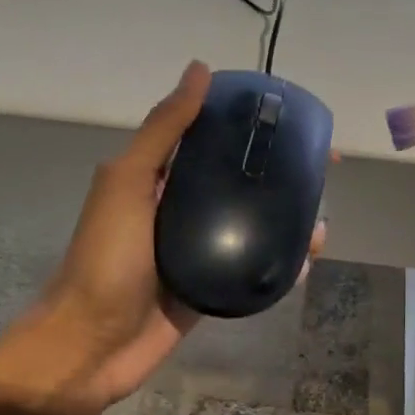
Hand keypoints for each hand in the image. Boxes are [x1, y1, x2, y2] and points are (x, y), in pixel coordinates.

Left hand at [0, 61, 325, 414]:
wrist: (91, 345)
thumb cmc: (106, 258)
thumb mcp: (128, 182)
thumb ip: (164, 130)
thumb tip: (200, 69)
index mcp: (162, 176)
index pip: (216, 138)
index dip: (256, 126)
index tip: (297, 124)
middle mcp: (184, 207)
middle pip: (243, 181)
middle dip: (283, 175)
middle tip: (322, 174)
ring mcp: (201, 249)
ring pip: (255, 224)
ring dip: (289, 220)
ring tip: (319, 226)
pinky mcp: (214, 286)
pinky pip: (255, 266)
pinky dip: (282, 261)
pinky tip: (306, 260)